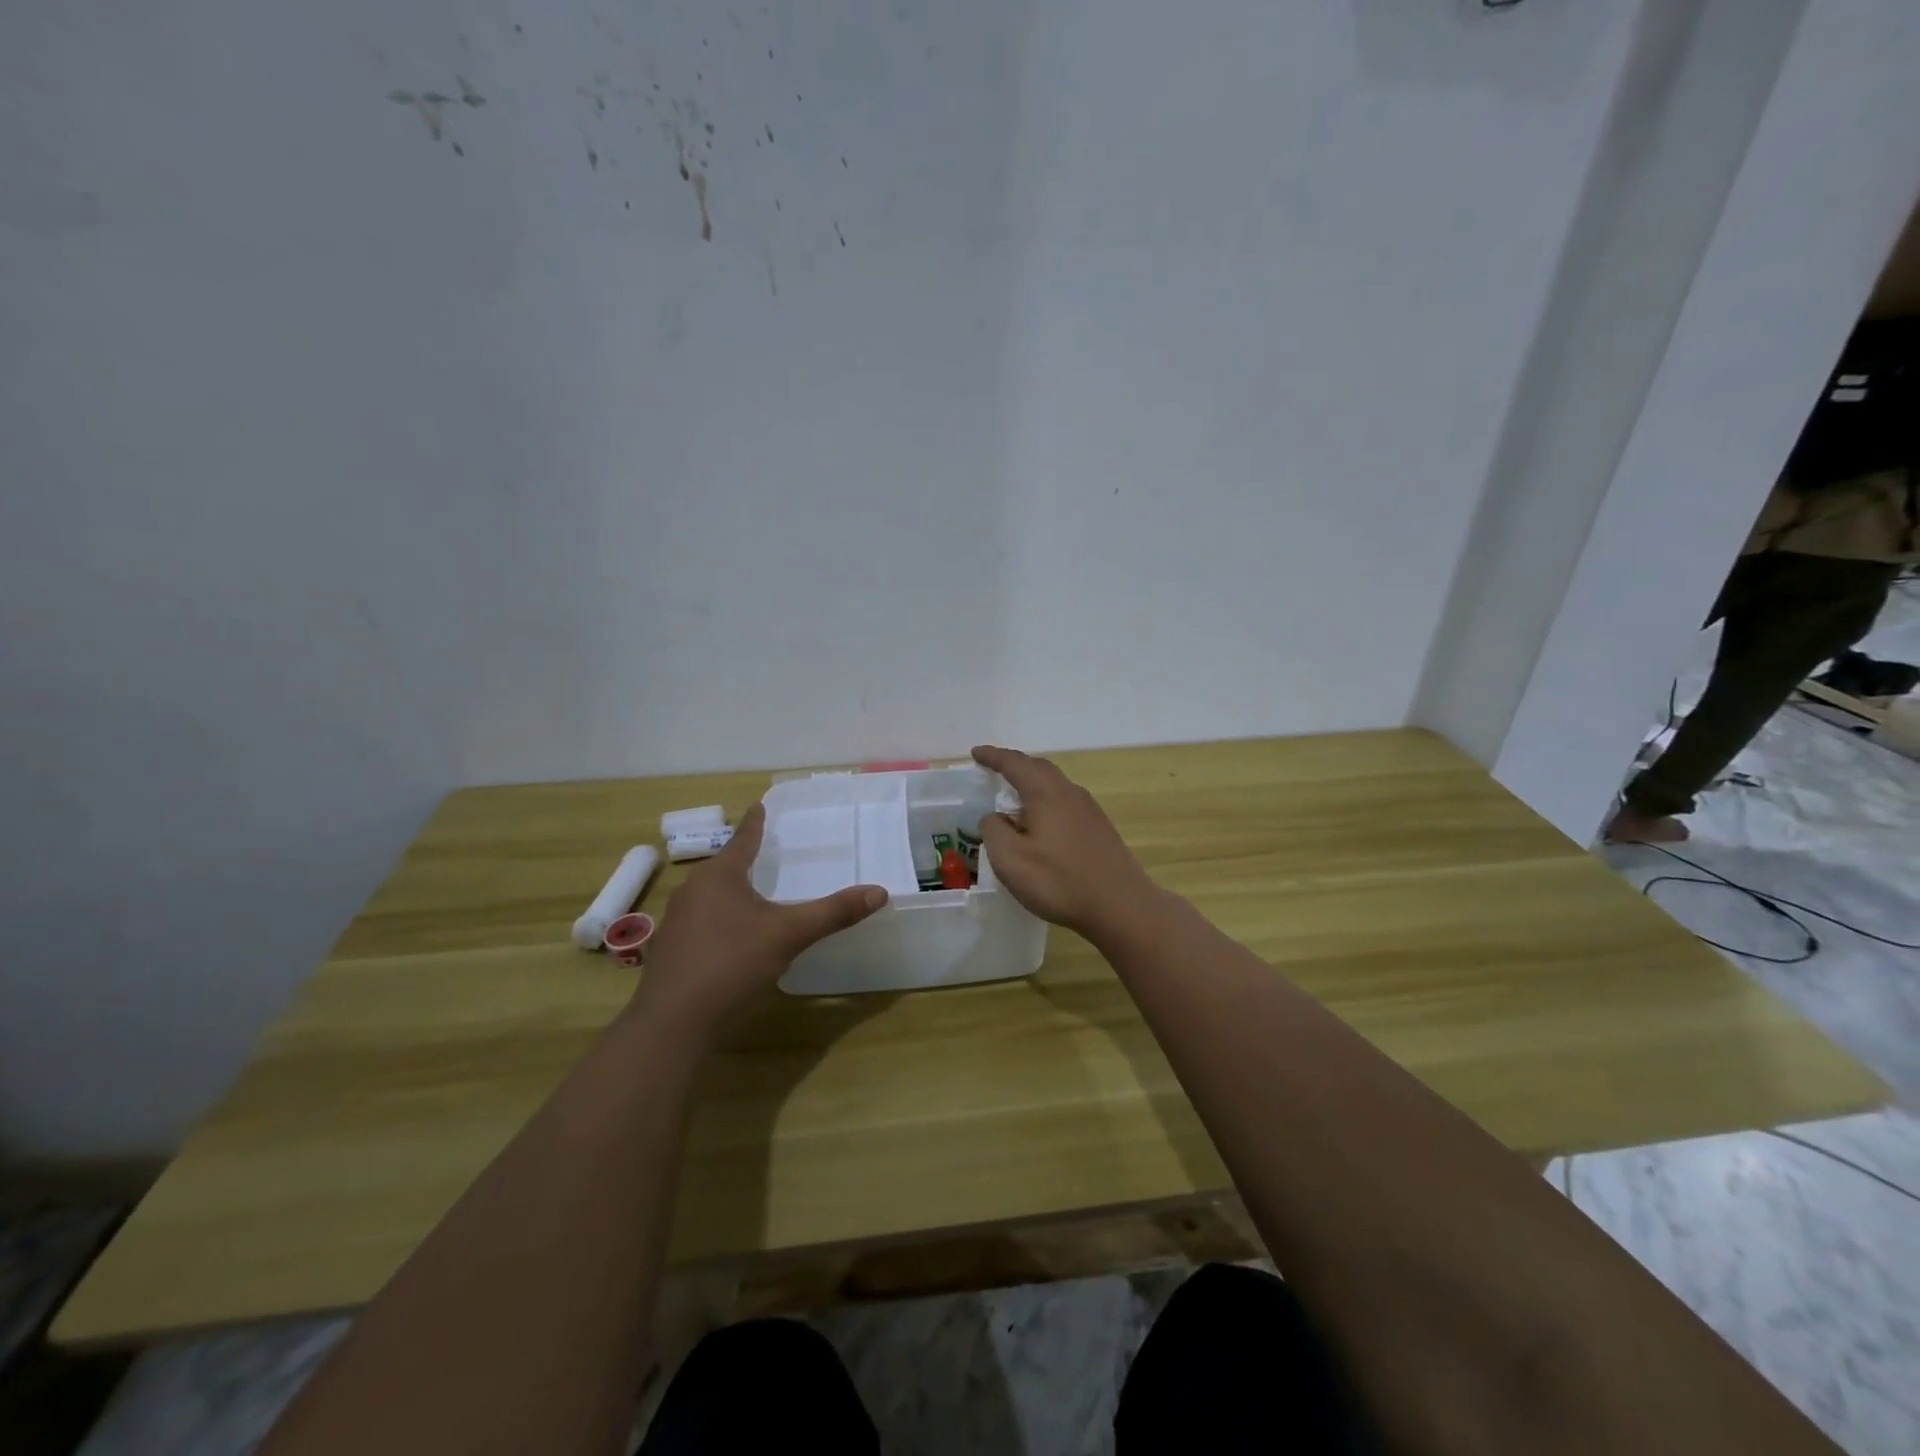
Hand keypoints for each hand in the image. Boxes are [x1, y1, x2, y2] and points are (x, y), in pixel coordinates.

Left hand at [628, 803, 887, 1039]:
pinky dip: (719, 920)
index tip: (758, 805)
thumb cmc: (732, 964)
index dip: (755, 823)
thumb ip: (833, 913)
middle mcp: (693, 890)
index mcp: (720, 876)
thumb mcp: (789, 935)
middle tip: (764, 852)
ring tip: (751, 893)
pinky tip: (731, 938)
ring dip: (730, 892)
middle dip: (743, 859)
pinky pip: (700, 921)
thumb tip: (879, 892)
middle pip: (723, 867)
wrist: (673, 1022)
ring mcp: (676, 920)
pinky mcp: (670, 950)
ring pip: (710, 895)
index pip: (743, 839)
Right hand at [972, 745, 1158, 938]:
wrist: (1121, 906)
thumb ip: (994, 831)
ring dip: (1032, 785)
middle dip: (1015, 766)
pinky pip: (1065, 803)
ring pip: (1055, 786)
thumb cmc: (1059, 881)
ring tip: (1014, 800)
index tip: (975, 753)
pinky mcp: (1099, 829)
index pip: (1015, 764)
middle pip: (1039, 768)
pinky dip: (1046, 803)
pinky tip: (1041, 826)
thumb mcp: (1010, 859)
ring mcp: (1089, 810)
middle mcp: (1070, 793)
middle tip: (994, 771)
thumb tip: (994, 817)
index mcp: (1046, 793)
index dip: (993, 757)